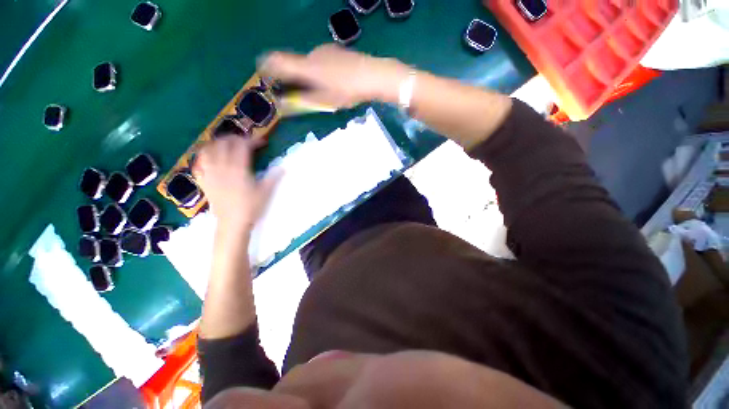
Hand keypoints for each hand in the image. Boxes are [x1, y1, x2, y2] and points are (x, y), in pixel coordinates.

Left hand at [193, 137, 279, 230]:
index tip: (262, 142)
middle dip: (235, 138)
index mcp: (239, 169)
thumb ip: (273, 178)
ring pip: (208, 150)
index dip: (252, 140)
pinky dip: (205, 155)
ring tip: (227, 144)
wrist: (232, 223)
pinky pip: (200, 163)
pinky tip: (211, 157)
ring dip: (218, 143)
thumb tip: (283, 167)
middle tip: (245, 141)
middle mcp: (222, 167)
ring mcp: (211, 173)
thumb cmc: (250, 208)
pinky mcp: (204, 181)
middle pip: (224, 143)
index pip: (243, 146)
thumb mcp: (265, 192)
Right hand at [259, 44, 408, 108]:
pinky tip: (335, 81)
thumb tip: (282, 104)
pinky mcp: (336, 50)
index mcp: (306, 67)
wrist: (372, 75)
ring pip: (310, 64)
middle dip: (296, 79)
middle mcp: (312, 54)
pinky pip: (321, 61)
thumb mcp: (324, 101)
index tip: (264, 75)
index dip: (267, 67)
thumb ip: (302, 101)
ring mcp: (325, 50)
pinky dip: (321, 71)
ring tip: (326, 91)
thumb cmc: (347, 91)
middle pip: (296, 65)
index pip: (278, 62)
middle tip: (305, 95)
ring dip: (311, 76)